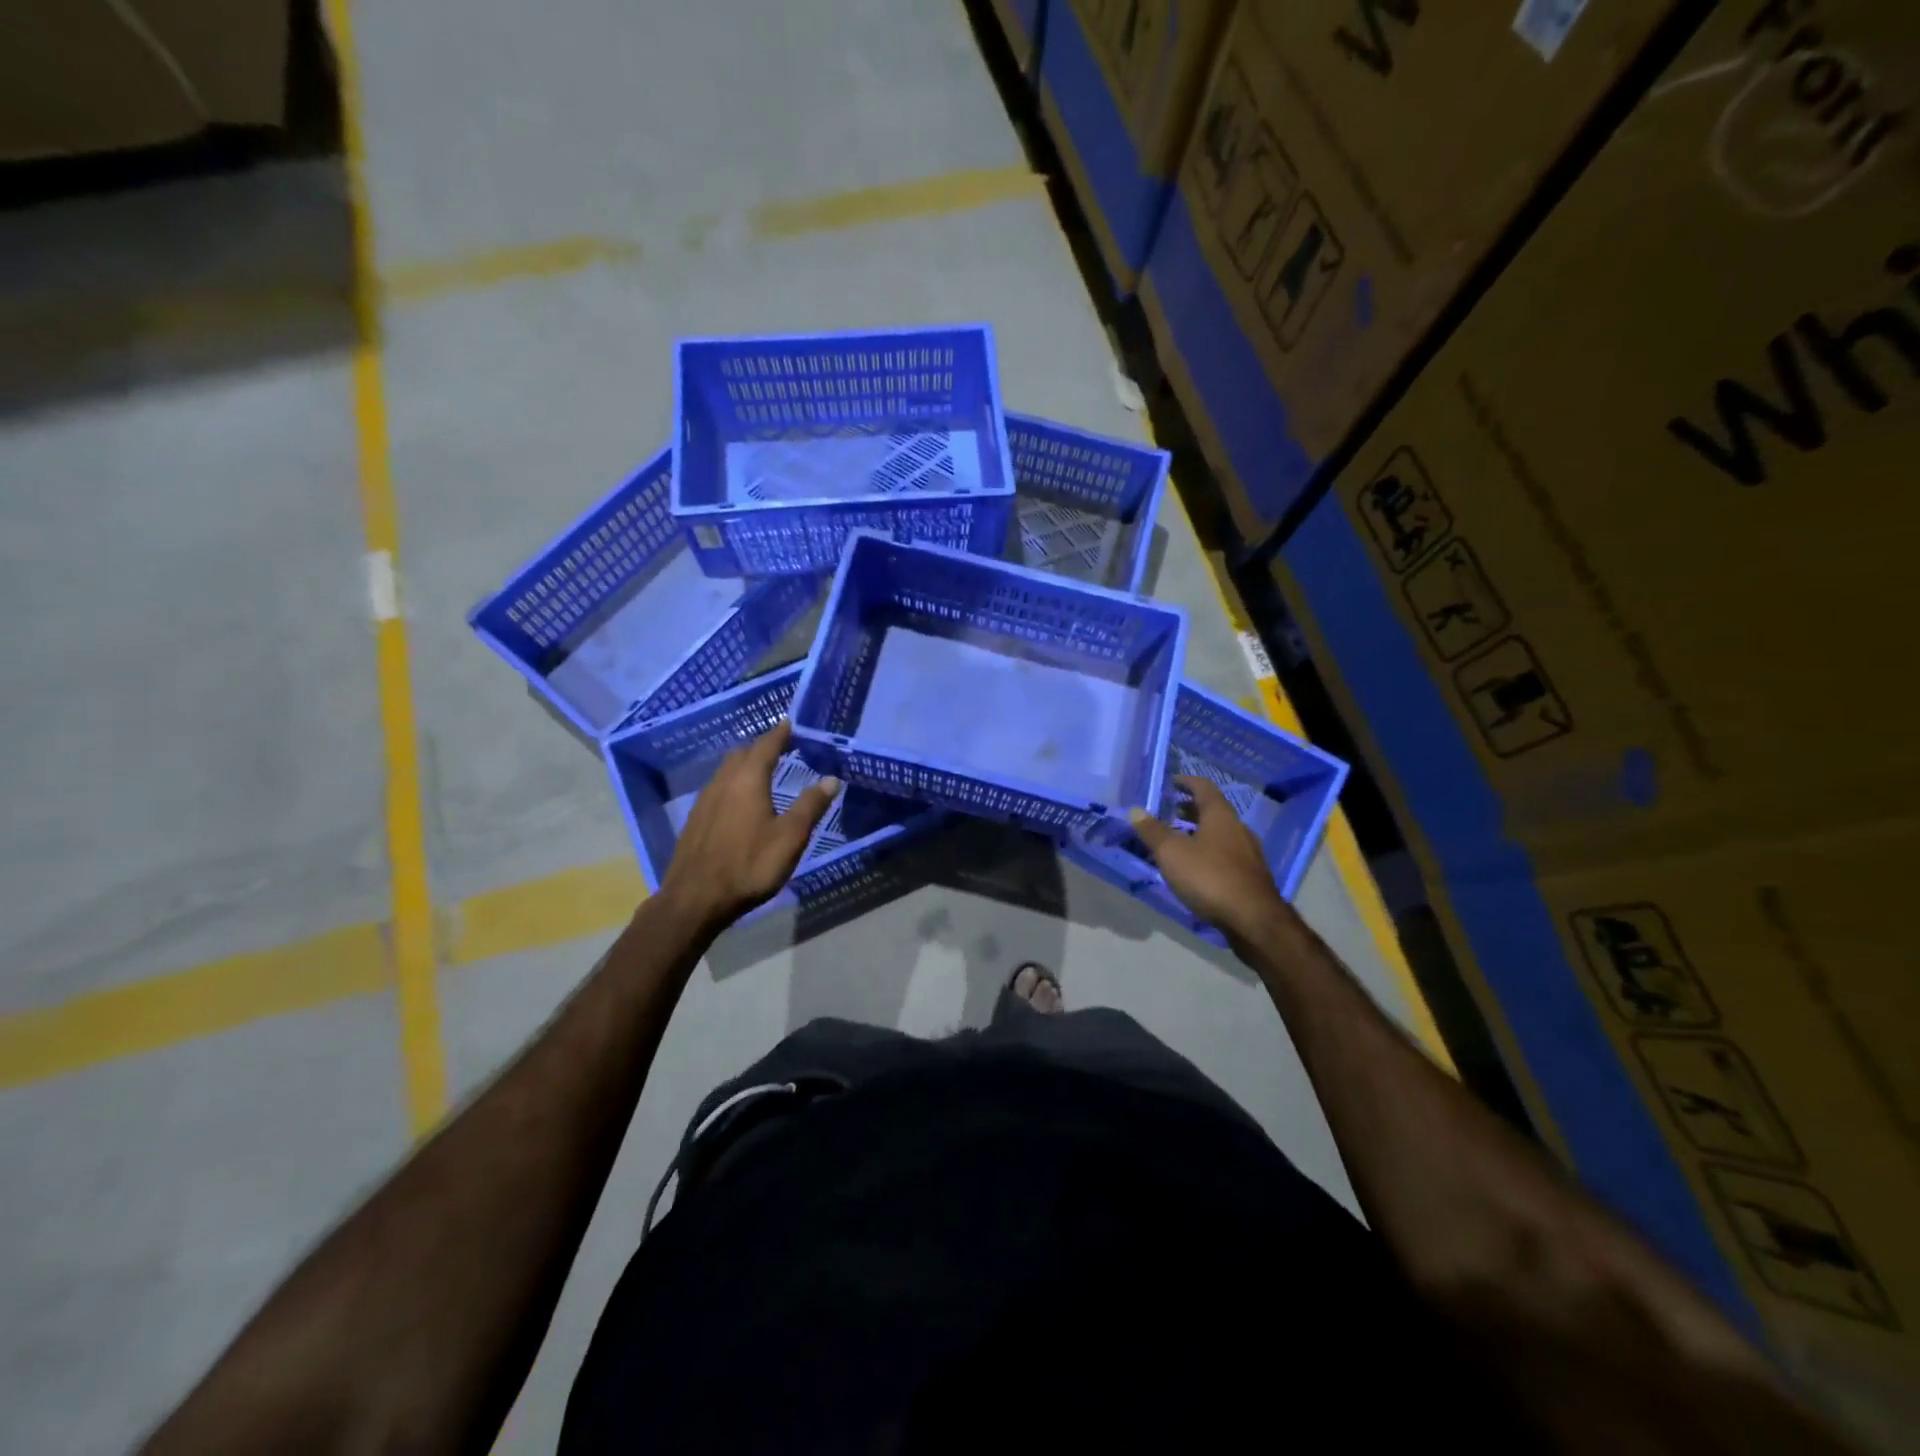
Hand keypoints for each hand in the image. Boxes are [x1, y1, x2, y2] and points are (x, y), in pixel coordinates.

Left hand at [658, 719, 842, 927]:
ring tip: (762, 770)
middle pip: (741, 754)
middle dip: (761, 747)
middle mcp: (723, 782)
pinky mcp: (695, 820)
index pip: (765, 746)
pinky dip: (733, 783)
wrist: (695, 899)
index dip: (779, 733)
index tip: (790, 723)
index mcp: (748, 780)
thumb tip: (830, 779)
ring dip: (745, 764)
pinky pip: (717, 788)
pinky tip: (740, 800)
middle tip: (781, 747)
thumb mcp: (790, 837)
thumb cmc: (749, 865)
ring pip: (726, 770)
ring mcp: (704, 801)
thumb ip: (810, 806)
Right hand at [1127, 776, 1286, 940]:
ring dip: (1199, 831)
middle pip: (1213, 811)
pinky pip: (1225, 854)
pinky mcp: (1250, 876)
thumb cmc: (1210, 877)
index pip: (1204, 788)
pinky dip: (1208, 851)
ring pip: (1220, 834)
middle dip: (1191, 809)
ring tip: (1178, 839)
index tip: (1172, 782)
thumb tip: (1136, 810)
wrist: (1254, 920)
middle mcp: (1238, 829)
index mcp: (1220, 816)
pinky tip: (1196, 867)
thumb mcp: (1172, 853)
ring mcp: (1248, 854)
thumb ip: (1153, 831)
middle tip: (1170, 811)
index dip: (1187, 782)